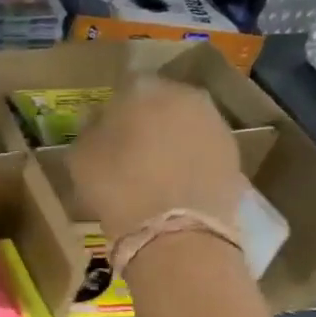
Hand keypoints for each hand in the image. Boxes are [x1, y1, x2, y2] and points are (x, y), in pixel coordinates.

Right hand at [67, 79, 243, 244]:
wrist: (175, 229)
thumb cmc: (117, 186)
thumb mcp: (80, 157)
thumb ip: (89, 131)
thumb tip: (98, 122)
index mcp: (143, 88)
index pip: (124, 87)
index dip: (114, 109)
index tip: (105, 131)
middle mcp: (183, 95)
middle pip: (161, 101)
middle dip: (147, 119)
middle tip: (131, 148)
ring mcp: (214, 123)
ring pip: (185, 123)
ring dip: (172, 138)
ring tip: (155, 169)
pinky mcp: (234, 154)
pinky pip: (202, 149)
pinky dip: (191, 160)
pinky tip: (176, 184)